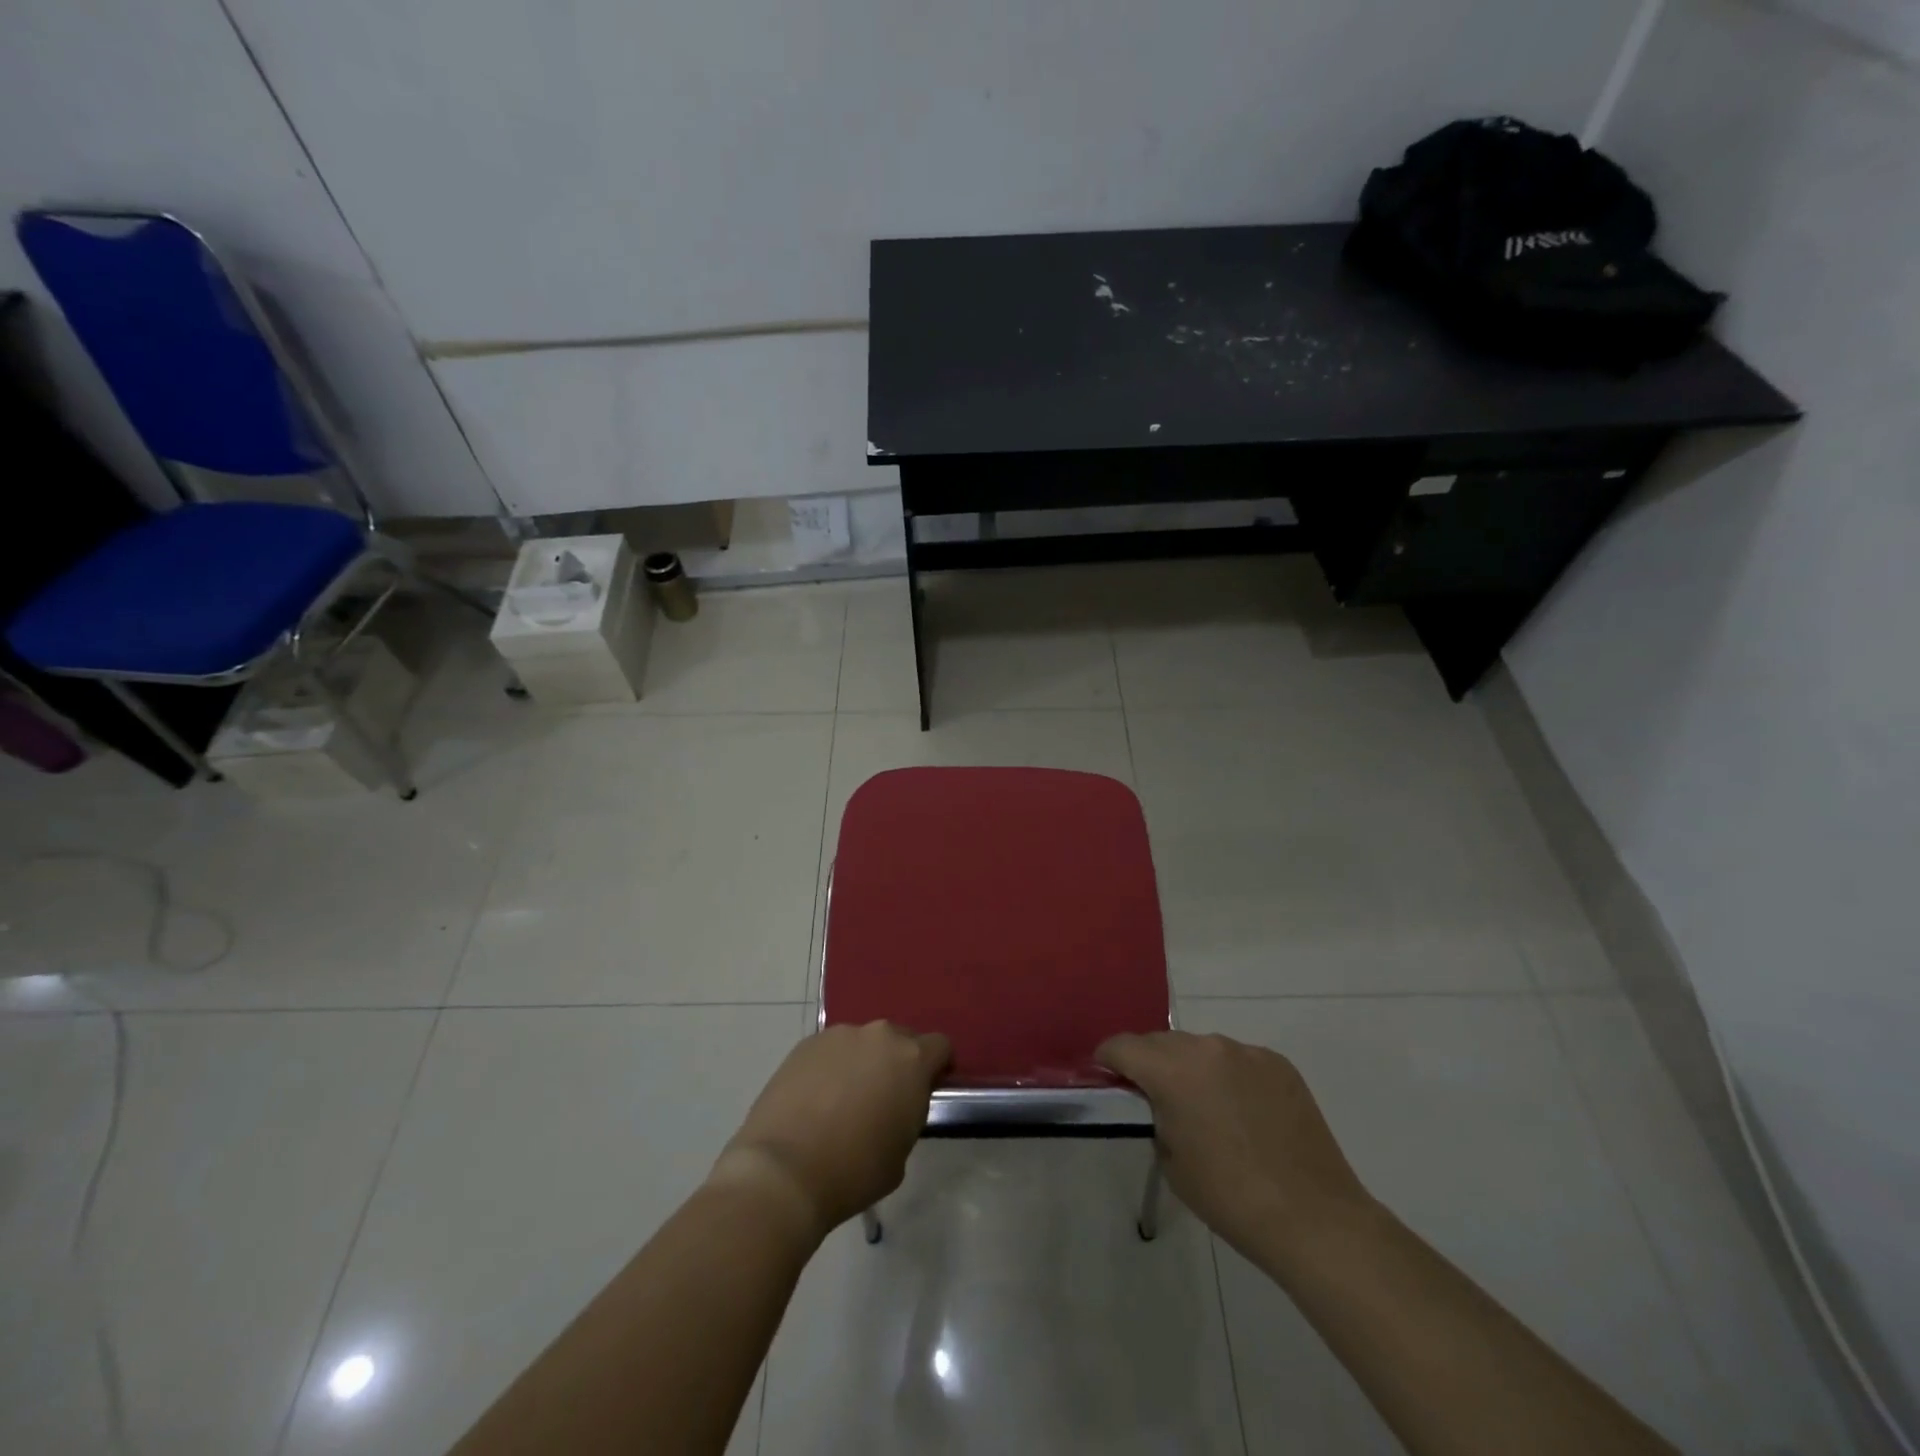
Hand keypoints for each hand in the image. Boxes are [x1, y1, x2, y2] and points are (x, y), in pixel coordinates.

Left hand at [710, 1022, 949, 1242]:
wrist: (784, 1170)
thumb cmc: (854, 1170)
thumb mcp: (900, 1152)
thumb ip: (907, 1115)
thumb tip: (896, 1105)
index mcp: (911, 1060)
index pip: (940, 1046)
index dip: (937, 1067)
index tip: (927, 1090)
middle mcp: (879, 1036)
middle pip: (900, 1039)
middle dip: (897, 1062)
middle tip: (884, 1098)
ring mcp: (839, 1036)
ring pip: (862, 1043)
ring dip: (862, 1062)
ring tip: (843, 1100)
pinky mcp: (806, 1044)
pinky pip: (831, 1050)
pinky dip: (831, 1067)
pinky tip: (816, 1099)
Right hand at [1097, 1031, 1372, 1259]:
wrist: (1313, 1218)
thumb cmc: (1230, 1197)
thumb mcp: (1172, 1160)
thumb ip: (1156, 1116)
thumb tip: (1159, 1102)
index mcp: (1173, 1070)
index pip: (1123, 1046)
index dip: (1108, 1059)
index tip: (1106, 1075)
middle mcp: (1207, 1047)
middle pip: (1162, 1042)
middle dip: (1150, 1063)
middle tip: (1153, 1097)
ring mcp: (1247, 1052)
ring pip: (1202, 1049)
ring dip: (1192, 1068)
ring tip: (1204, 1107)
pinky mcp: (1279, 1064)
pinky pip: (1238, 1060)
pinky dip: (1229, 1077)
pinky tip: (1242, 1113)